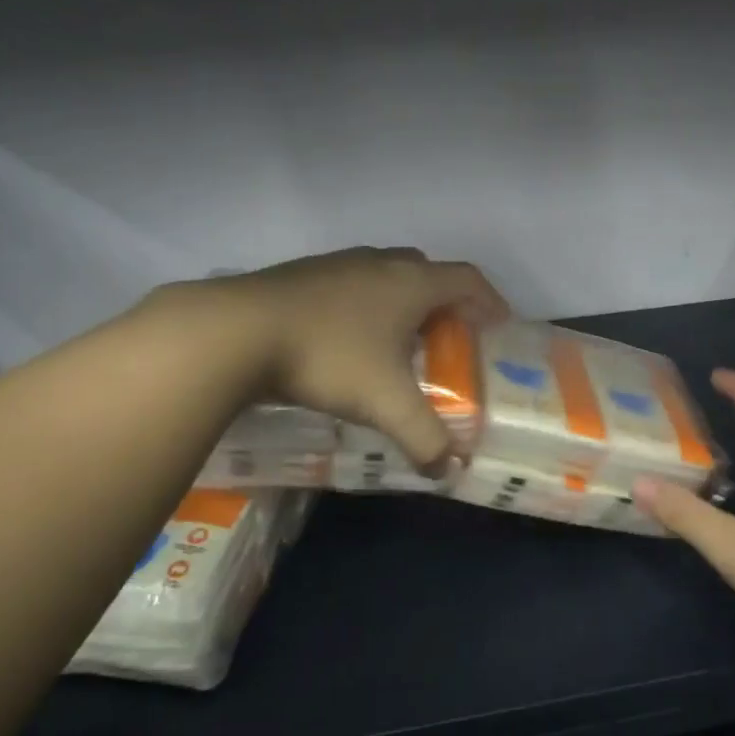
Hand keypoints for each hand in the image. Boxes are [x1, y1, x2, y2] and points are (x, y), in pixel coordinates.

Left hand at [203, 246, 507, 469]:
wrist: (236, 332)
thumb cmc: (329, 358)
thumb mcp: (386, 404)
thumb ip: (425, 439)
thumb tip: (447, 472)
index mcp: (410, 283)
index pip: (468, 279)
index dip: (490, 301)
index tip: (498, 327)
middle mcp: (378, 263)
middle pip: (427, 271)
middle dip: (445, 302)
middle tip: (447, 338)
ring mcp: (336, 264)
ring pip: (384, 275)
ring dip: (400, 302)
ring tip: (396, 343)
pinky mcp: (300, 274)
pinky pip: (349, 284)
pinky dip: (362, 306)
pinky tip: (345, 342)